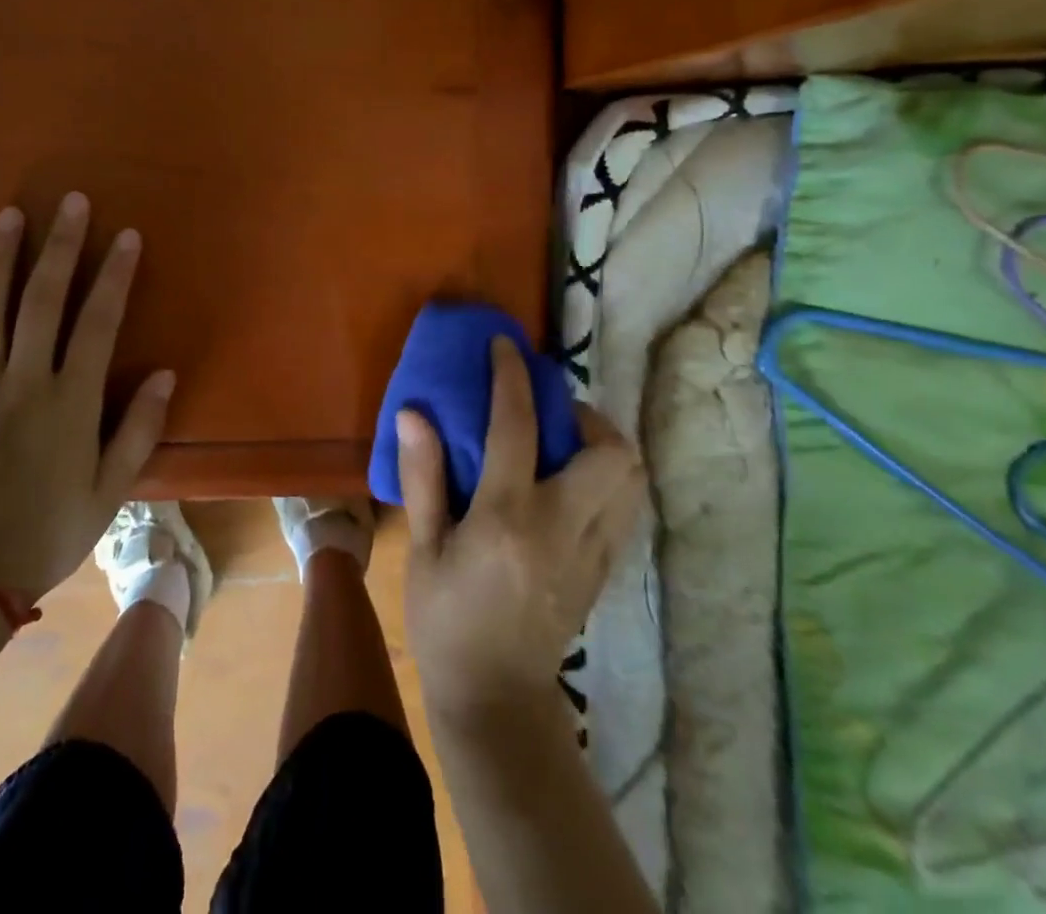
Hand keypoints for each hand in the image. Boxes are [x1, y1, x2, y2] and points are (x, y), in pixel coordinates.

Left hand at [0, 192, 172, 604]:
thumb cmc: (52, 530)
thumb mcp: (112, 488)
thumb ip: (139, 428)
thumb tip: (165, 373)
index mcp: (70, 401)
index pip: (98, 322)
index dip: (114, 274)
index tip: (126, 235)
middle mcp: (23, 382)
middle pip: (42, 300)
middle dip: (60, 247)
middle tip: (71, 202)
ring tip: (9, 214)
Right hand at [397, 337, 645, 722]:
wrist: (496, 698)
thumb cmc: (446, 619)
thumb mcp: (424, 549)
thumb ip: (423, 476)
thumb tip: (413, 413)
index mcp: (508, 516)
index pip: (519, 426)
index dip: (513, 376)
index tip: (506, 346)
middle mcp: (563, 526)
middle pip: (609, 450)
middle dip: (584, 415)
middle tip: (549, 412)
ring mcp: (593, 551)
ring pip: (632, 478)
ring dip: (605, 445)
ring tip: (566, 443)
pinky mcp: (605, 570)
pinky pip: (627, 506)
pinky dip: (611, 478)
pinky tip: (574, 482)